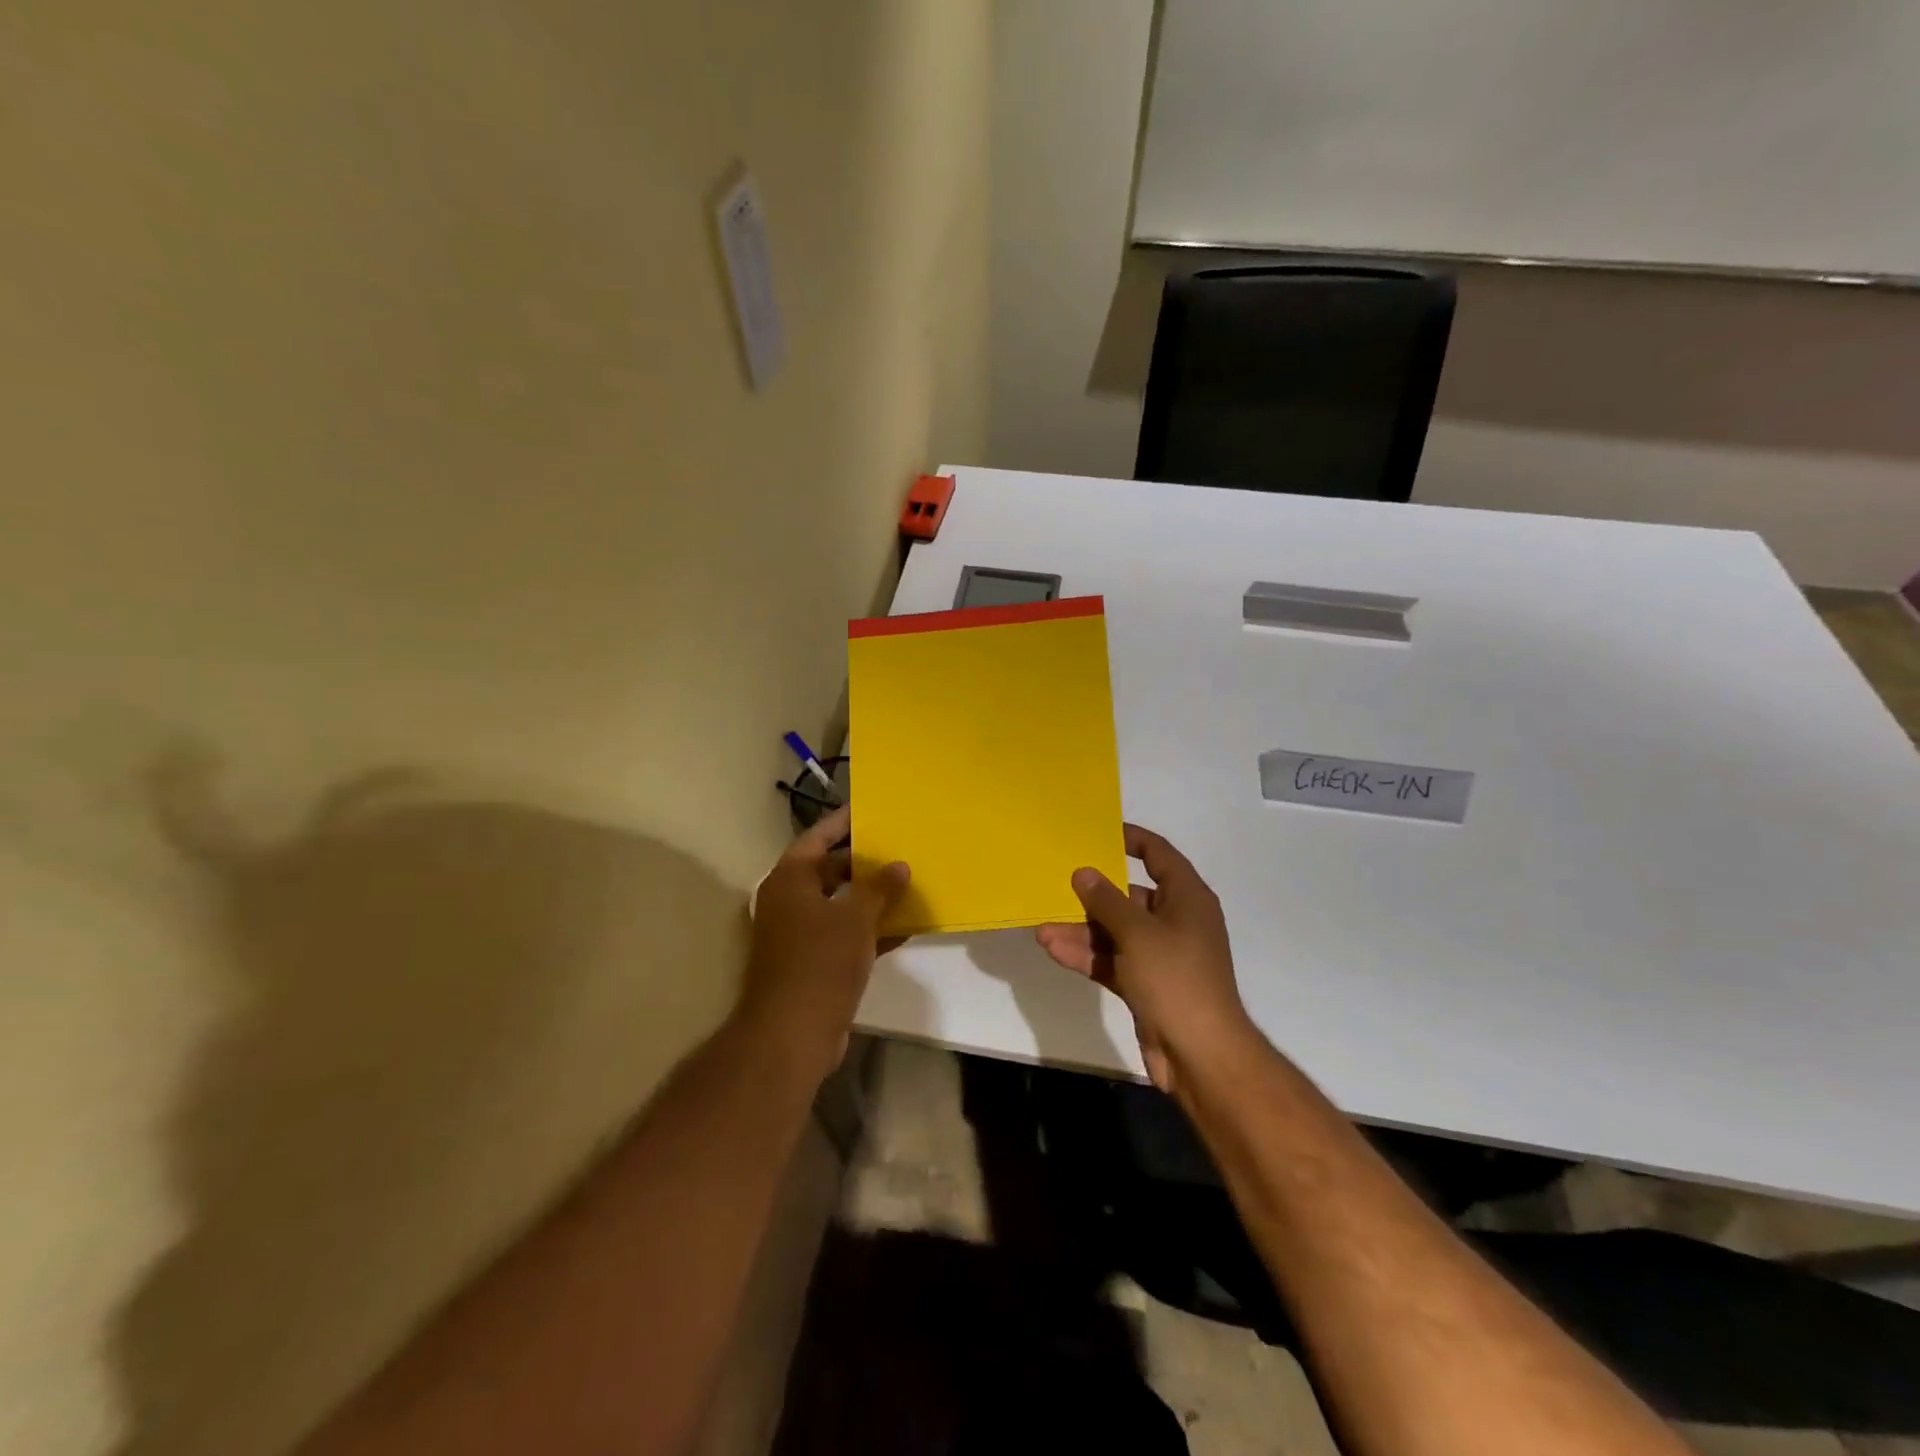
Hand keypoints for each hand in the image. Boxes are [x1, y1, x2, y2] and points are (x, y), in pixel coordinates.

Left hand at [739, 806, 909, 1084]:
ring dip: (870, 897)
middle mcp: (789, 901)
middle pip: (829, 870)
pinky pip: (844, 934)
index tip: (871, 809)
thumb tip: (898, 865)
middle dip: (864, 862)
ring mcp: (798, 934)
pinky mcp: (811, 962)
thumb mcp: (856, 919)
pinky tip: (904, 926)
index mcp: (790, 880)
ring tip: (908, 882)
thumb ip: (879, 888)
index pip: (818, 837)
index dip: (844, 822)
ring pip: (840, 904)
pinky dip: (868, 929)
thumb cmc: (820, 963)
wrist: (791, 1034)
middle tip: (899, 847)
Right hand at [1035, 823, 1251, 1095]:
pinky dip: (1088, 955)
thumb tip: (1084, 873)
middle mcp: (1175, 921)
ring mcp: (1160, 955)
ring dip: (1082, 930)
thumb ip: (1107, 901)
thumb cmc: (1176, 979)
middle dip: (1093, 894)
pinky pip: (1112, 960)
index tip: (1097, 831)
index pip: (1159, 855)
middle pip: (1130, 896)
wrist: (1200, 1055)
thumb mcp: (1137, 933)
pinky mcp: (1146, 984)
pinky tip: (1054, 950)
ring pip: (1115, 932)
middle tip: (1056, 883)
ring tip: (1043, 928)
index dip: (1131, 839)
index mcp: (1186, 898)